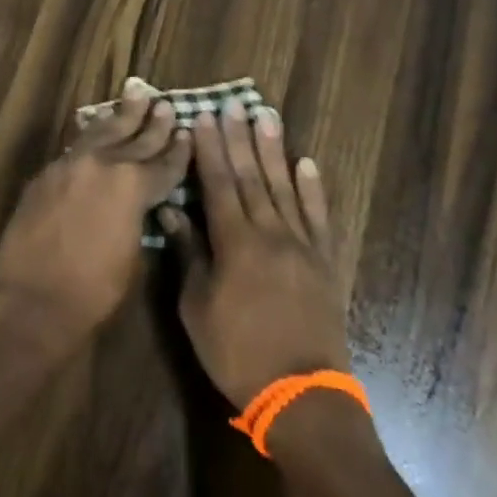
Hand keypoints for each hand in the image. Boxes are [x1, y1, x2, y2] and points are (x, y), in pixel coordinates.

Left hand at [0, 84, 189, 343]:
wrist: (33, 300)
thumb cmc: (94, 291)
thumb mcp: (134, 255)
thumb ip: (140, 217)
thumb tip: (140, 204)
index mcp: (133, 185)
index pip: (164, 163)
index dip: (179, 150)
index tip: (188, 131)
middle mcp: (103, 164)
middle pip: (135, 138)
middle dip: (153, 122)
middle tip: (165, 104)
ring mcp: (70, 165)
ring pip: (102, 131)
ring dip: (121, 114)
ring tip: (134, 92)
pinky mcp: (46, 174)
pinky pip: (76, 147)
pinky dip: (92, 136)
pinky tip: (97, 128)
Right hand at [160, 101, 348, 409]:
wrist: (301, 394)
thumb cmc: (237, 352)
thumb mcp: (197, 307)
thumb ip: (189, 254)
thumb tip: (172, 211)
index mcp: (235, 242)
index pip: (219, 184)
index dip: (209, 149)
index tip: (203, 117)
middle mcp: (270, 232)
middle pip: (252, 176)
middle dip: (240, 137)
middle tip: (235, 102)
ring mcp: (302, 245)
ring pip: (285, 186)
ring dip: (274, 149)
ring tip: (267, 116)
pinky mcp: (324, 261)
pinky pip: (318, 216)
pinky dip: (313, 188)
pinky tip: (306, 163)